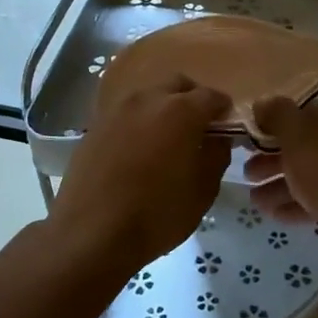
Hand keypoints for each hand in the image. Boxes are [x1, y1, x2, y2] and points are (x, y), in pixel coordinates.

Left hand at [49, 76, 230, 269]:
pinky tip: (139, 149)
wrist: (91, 233)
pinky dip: (139, 122)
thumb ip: (216, 155)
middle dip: (192, 99)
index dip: (223, 110)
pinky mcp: (95, 125)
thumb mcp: (202, 191)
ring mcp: (117, 109)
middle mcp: (148, 99)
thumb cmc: (156, 214)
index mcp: (180, 110)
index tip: (227, 127)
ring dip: (163, 107)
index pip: (212, 96)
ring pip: (148, 95)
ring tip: (166, 138)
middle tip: (198, 127)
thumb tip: (217, 138)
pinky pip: (126, 113)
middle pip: (177, 84)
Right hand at [243, 96, 317, 248]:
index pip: (303, 111)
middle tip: (247, 174)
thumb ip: (277, 116)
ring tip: (255, 201)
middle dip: (274, 160)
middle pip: (306, 144)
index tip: (251, 143)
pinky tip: (276, 215)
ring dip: (282, 185)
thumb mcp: (298, 136)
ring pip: (314, 172)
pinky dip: (301, 202)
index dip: (274, 126)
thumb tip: (263, 103)